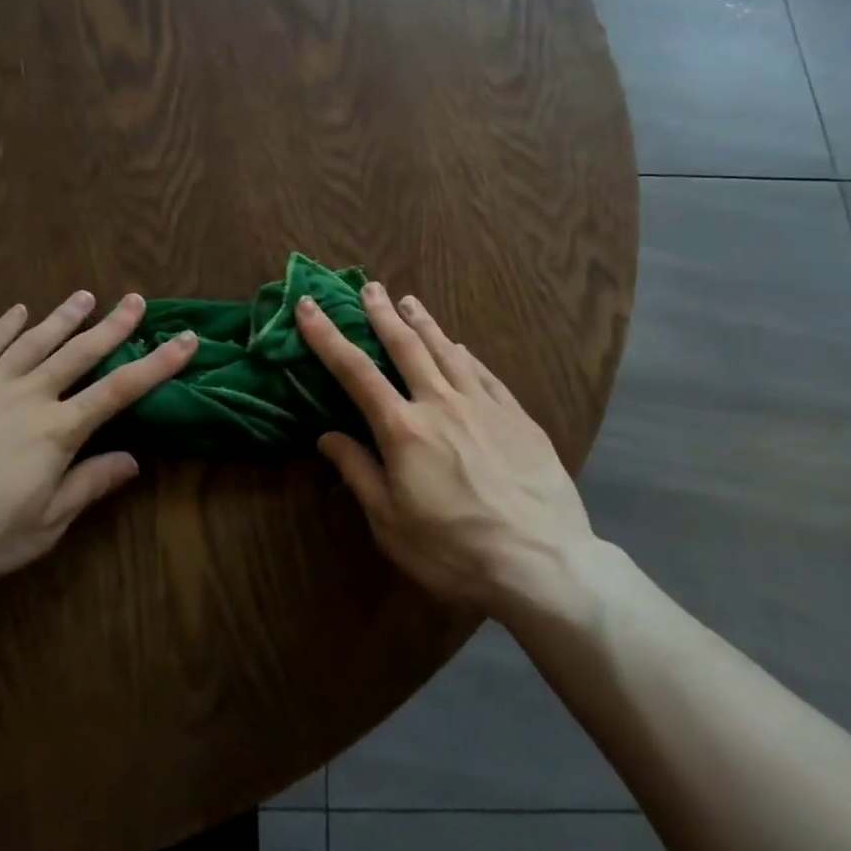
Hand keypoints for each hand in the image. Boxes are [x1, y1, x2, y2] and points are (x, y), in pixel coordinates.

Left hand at [0, 292, 197, 592]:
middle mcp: (29, 396)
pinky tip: (17, 311)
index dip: (157, 364)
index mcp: (57, 431)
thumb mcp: (43, 525)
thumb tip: (134, 460)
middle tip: (136, 300)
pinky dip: (4, 327)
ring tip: (85, 296)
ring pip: (35, 341)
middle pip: (80, 353)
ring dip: (63, 318)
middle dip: (113, 326)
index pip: (120, 390)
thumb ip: (88, 486)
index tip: (186, 340)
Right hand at [296, 284, 594, 617]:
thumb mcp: (390, 524)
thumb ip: (358, 473)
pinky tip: (461, 346)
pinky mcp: (517, 416)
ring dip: (424, 323)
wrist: (542, 563)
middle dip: (382, 314)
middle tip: (369, 286)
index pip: (355, 371)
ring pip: (447, 351)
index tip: (309, 306)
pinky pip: (484, 373)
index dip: (327, 336)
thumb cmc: (454, 551)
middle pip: (405, 347)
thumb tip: (327, 436)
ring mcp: (483, 406)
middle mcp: (440, 404)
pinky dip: (466, 354)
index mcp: (403, 429)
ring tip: (409, 300)